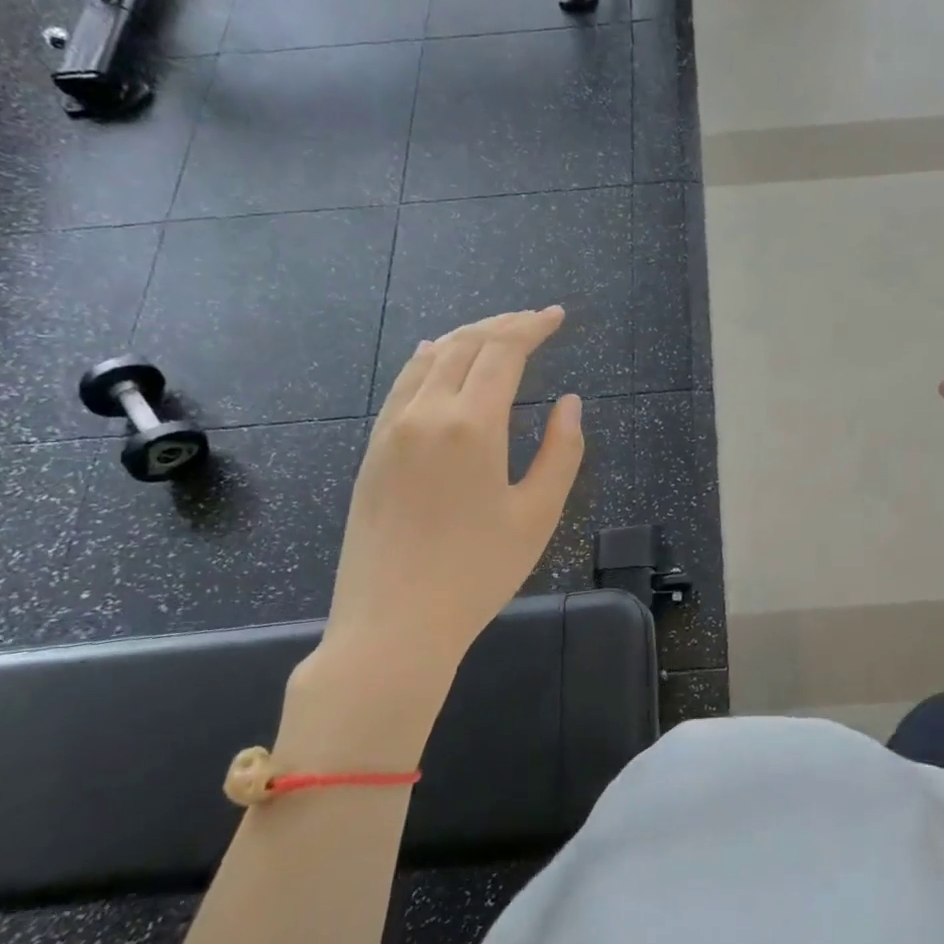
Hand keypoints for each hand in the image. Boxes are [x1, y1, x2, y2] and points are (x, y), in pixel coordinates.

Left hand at [282, 308, 584, 767]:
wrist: (392, 626)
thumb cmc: (477, 573)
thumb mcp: (538, 514)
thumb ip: (562, 451)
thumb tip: (570, 403)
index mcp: (471, 425)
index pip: (502, 352)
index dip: (532, 327)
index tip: (557, 316)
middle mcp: (426, 414)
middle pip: (465, 345)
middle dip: (503, 324)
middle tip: (535, 320)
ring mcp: (392, 430)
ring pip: (428, 359)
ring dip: (466, 336)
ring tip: (496, 332)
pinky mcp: (373, 451)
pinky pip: (403, 384)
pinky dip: (428, 359)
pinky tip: (437, 357)